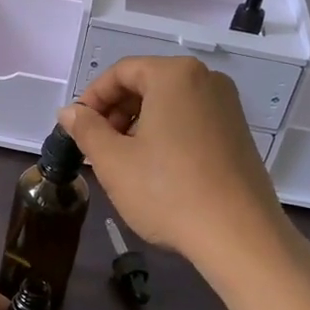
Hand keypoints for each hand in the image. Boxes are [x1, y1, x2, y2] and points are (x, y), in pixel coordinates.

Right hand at [60, 57, 300, 277]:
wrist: (239, 237)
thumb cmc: (167, 191)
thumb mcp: (113, 161)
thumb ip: (86, 129)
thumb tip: (69, 111)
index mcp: (175, 75)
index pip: (121, 72)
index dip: (92, 98)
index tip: (76, 128)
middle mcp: (206, 80)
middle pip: (147, 83)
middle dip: (116, 111)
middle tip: (97, 146)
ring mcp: (228, 106)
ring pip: (169, 103)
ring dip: (139, 124)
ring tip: (123, 161)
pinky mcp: (238, 134)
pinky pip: (191, 120)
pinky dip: (166, 134)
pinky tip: (156, 170)